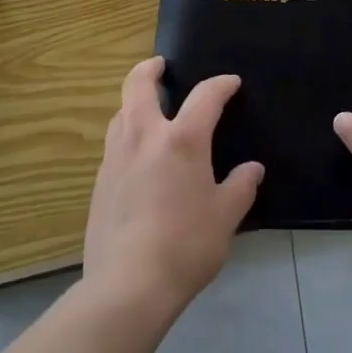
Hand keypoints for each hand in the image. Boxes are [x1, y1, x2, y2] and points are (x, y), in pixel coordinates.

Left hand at [83, 57, 263, 318]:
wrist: (127, 286)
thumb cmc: (185, 246)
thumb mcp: (225, 218)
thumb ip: (240, 188)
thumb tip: (252, 169)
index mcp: (182, 140)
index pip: (205, 96)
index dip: (221, 85)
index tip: (231, 83)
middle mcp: (144, 136)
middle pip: (138, 85)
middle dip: (150, 69)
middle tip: (160, 66)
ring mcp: (116, 157)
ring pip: (120, 112)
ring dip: (133, 102)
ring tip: (148, 109)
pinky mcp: (99, 182)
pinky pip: (113, 143)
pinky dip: (126, 134)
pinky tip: (136, 156)